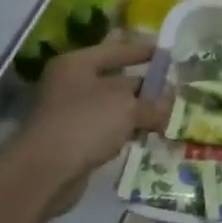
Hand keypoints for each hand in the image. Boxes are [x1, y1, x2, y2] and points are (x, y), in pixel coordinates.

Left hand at [9, 39, 170, 218]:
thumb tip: (171, 104)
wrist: (45, 172)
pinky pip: (107, 130)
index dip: (143, 51)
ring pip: (113, 108)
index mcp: (77, 64)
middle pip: (116, 81)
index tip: (169, 54)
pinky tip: (147, 137)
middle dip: (146, 88)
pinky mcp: (73, 140)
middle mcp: (71, 84)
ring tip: (169, 116)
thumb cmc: (85, 124)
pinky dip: (126, 132)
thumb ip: (153, 103)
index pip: (117, 50)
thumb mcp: (127, 108)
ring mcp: (70, 113)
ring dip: (138, 113)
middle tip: (176, 91)